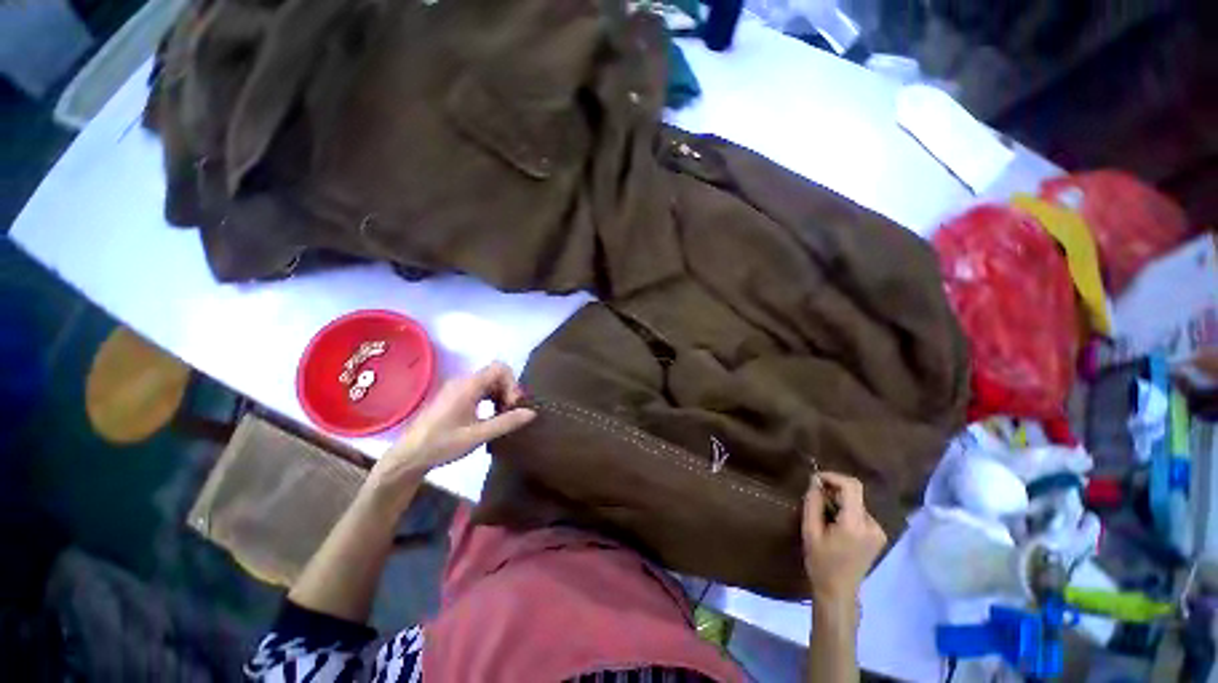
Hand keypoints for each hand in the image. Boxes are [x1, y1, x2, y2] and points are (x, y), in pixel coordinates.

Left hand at [367, 362, 535, 496]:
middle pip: (495, 374)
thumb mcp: (477, 436)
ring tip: (501, 416)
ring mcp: (457, 388)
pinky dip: (490, 398)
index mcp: (468, 386)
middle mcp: (463, 381)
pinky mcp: (454, 396)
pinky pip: (480, 389)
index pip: (500, 368)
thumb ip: (505, 422)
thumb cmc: (442, 445)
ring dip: (500, 395)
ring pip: (489, 382)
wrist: (409, 456)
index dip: (512, 383)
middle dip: (508, 390)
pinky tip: (490, 416)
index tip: (512, 405)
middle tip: (509, 412)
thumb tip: (531, 412)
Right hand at [802, 472, 885, 605]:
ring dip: (838, 501)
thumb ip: (813, 503)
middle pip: (854, 493)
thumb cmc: (821, 562)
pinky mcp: (878, 536)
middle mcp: (872, 525)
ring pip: (856, 502)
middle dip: (833, 490)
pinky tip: (835, 524)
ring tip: (823, 514)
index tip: (815, 479)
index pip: (851, 486)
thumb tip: (815, 481)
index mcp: (855, 525)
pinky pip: (860, 513)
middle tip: (815, 497)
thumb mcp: (810, 530)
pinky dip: (845, 511)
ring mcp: (878, 531)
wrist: (838, 591)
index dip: (833, 477)